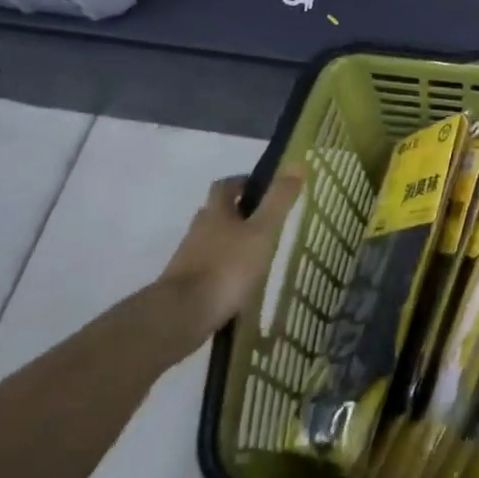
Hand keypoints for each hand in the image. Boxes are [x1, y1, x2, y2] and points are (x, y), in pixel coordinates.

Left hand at [160, 169, 303, 327]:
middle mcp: (198, 229)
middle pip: (216, 212)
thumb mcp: (262, 231)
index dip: (242, 182)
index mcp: (216, 211)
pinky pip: (208, 267)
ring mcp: (188, 258)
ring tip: (255, 252)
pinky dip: (222, 268)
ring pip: (211, 240)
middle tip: (263, 220)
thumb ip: (278, 200)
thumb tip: (296, 163)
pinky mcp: (185, 284)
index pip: (226, 185)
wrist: (182, 314)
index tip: (261, 187)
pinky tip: (238, 281)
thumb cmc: (227, 267)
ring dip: (229, 241)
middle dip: (236, 212)